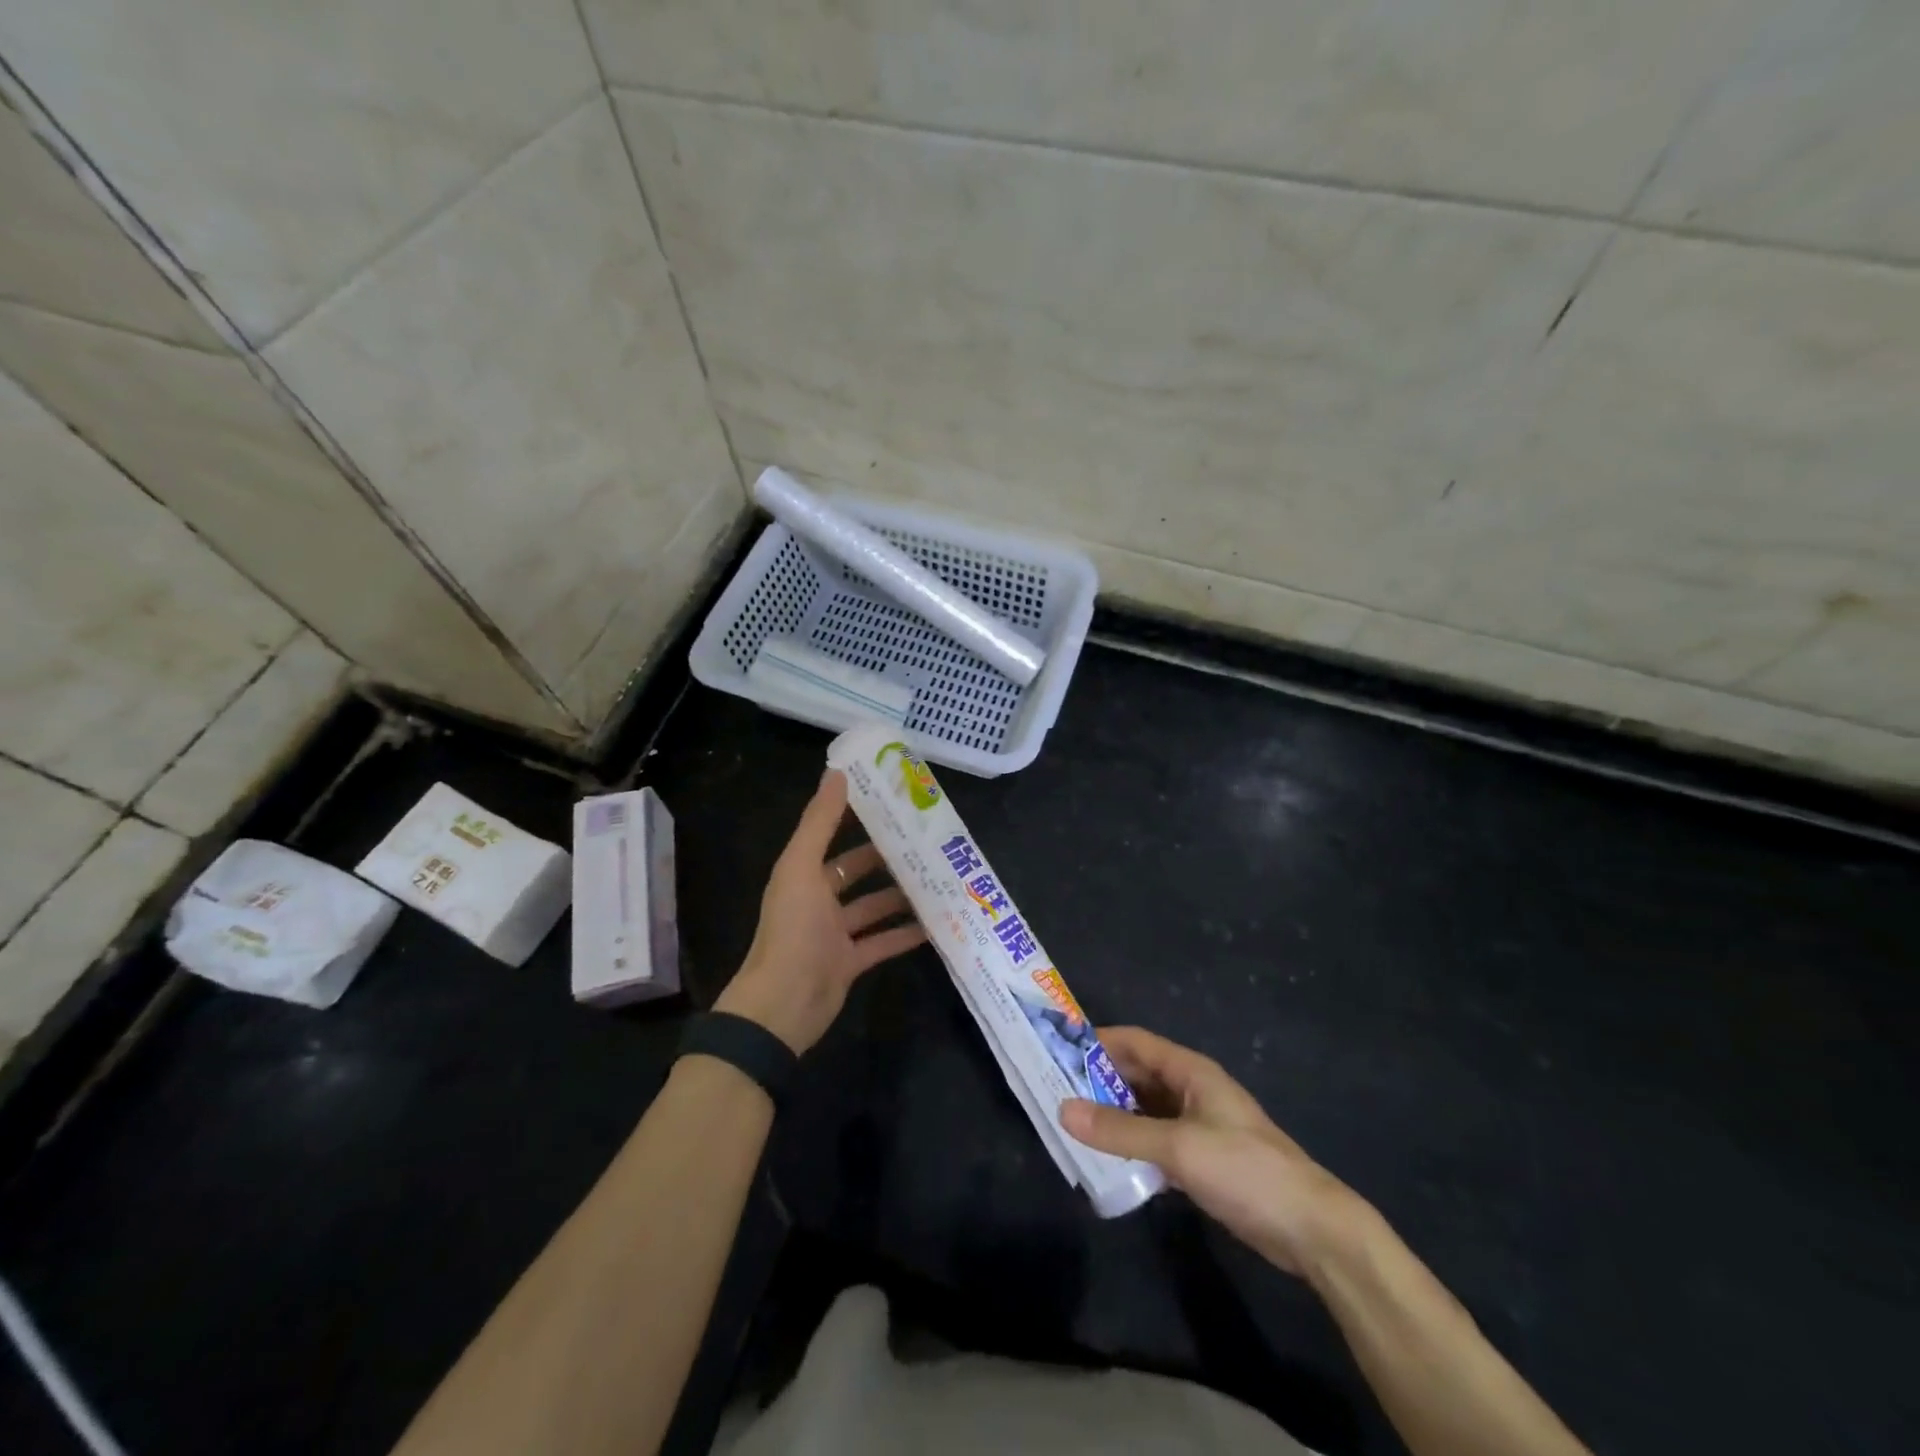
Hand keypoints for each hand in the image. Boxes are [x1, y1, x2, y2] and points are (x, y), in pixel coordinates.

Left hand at [715, 771, 926, 1053]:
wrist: (784, 1004)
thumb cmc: (793, 929)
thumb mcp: (802, 867)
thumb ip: (820, 822)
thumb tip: (836, 771)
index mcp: (803, 874)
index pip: (833, 838)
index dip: (858, 820)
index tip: (893, 804)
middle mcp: (818, 900)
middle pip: (857, 872)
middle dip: (888, 858)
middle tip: (927, 842)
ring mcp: (835, 934)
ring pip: (874, 907)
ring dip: (901, 895)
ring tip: (938, 879)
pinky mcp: (851, 963)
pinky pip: (883, 942)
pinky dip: (905, 934)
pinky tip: (935, 924)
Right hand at [1061, 1027, 1362, 1276]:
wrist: (1310, 1229)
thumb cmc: (1244, 1170)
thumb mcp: (1177, 1147)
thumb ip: (1120, 1130)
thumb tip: (1063, 1110)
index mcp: (1191, 1072)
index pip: (1136, 1042)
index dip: (1099, 1041)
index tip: (1059, 1048)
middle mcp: (1192, 1091)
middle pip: (1138, 1075)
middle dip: (1100, 1080)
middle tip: (1056, 1090)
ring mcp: (1198, 1127)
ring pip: (1145, 1110)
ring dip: (1113, 1115)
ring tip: (1072, 1123)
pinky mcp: (1202, 1161)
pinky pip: (1156, 1142)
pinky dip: (1131, 1145)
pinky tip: (1106, 1158)